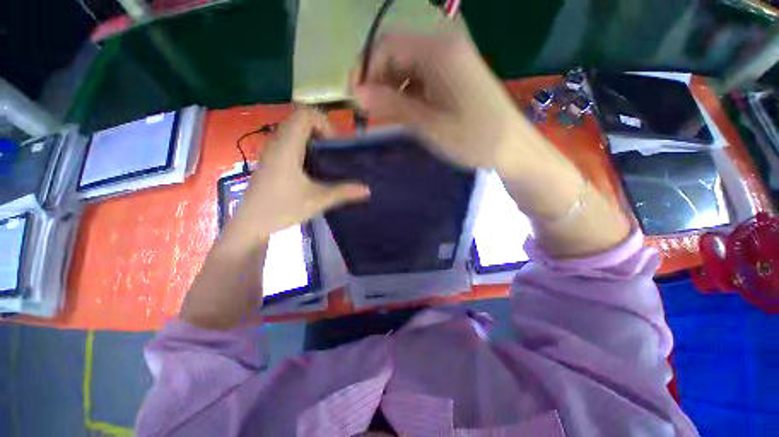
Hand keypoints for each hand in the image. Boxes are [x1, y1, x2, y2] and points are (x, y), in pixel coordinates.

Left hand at [221, 109, 369, 251]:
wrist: (251, 224)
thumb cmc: (282, 208)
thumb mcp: (317, 200)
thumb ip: (344, 192)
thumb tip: (367, 189)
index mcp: (287, 147)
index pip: (304, 114)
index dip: (323, 122)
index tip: (334, 143)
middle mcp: (277, 143)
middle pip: (299, 120)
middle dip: (321, 130)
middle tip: (333, 150)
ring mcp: (271, 151)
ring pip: (293, 131)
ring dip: (312, 138)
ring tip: (325, 158)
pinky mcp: (270, 161)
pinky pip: (288, 142)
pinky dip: (303, 146)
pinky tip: (312, 168)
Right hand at [352, 30, 526, 171]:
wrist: (511, 148)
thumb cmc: (472, 138)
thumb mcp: (428, 125)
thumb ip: (393, 105)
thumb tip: (358, 94)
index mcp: (439, 52)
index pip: (387, 45)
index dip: (365, 70)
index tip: (356, 100)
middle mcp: (445, 48)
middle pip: (397, 54)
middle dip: (378, 81)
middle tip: (370, 113)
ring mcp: (451, 62)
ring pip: (408, 68)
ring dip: (392, 90)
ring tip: (386, 118)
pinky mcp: (454, 77)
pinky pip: (422, 79)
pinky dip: (408, 95)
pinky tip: (406, 114)